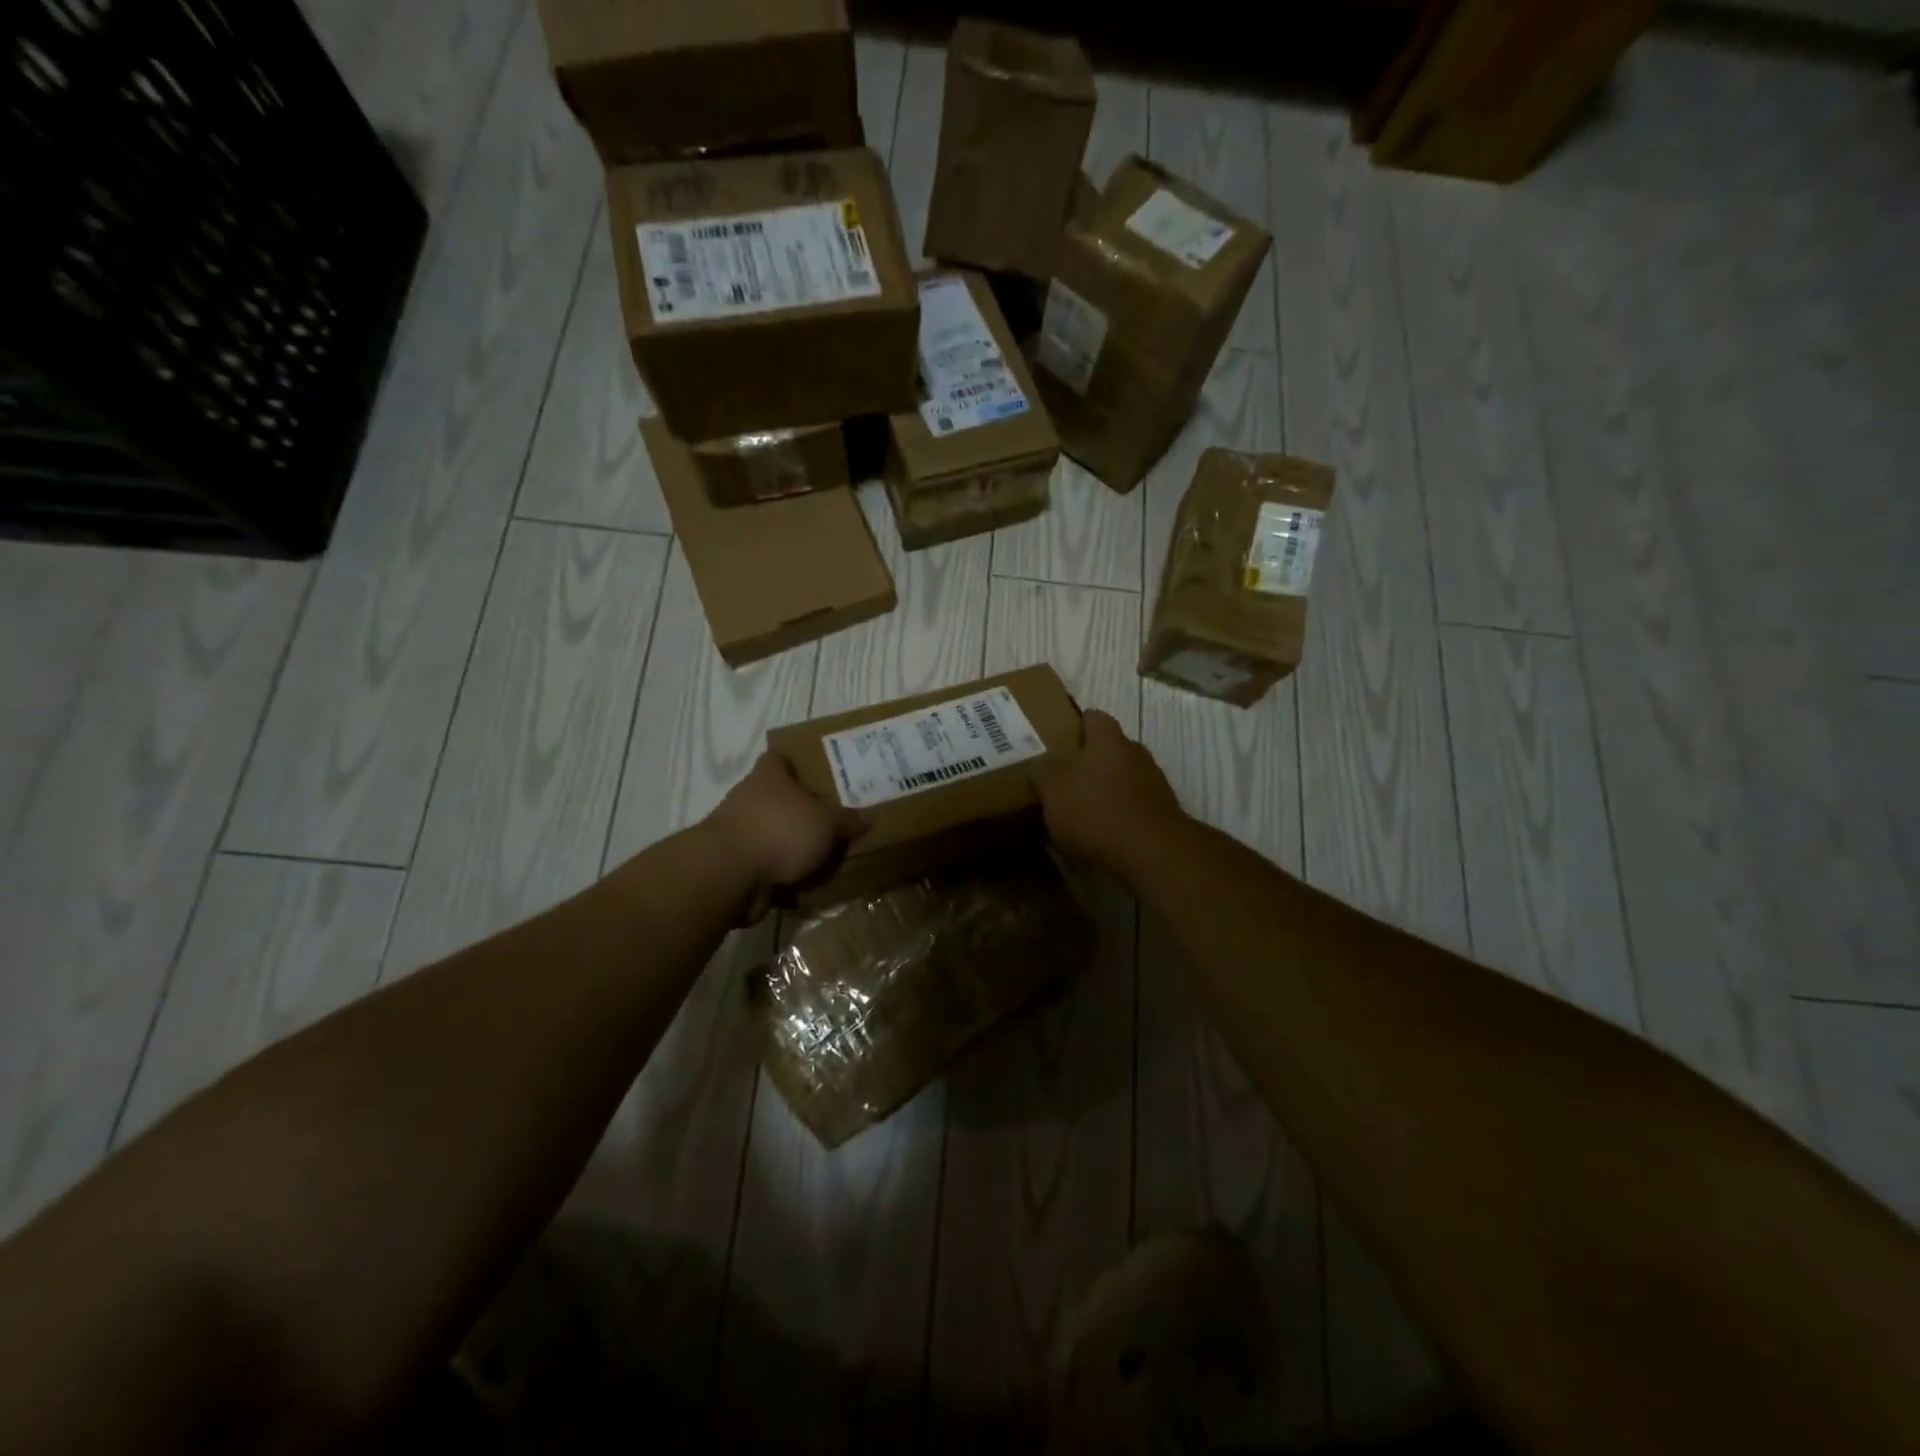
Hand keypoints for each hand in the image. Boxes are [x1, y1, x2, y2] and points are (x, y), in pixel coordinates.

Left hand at [705, 754, 867, 922]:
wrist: (731, 874)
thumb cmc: (781, 830)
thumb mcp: (827, 822)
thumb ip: (847, 820)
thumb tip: (867, 817)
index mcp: (769, 776)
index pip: (779, 758)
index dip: (797, 763)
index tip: (819, 773)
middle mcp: (749, 798)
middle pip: (779, 799)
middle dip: (803, 812)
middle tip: (833, 821)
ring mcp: (739, 833)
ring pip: (774, 835)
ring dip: (793, 847)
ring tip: (826, 857)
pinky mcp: (737, 865)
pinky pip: (768, 866)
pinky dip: (784, 875)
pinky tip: (809, 885)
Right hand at [1031, 710, 1185, 881]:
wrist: (1152, 852)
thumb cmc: (1096, 811)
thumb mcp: (1053, 790)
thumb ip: (1043, 771)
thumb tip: (1039, 762)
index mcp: (1108, 739)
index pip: (1093, 717)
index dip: (1075, 726)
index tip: (1058, 741)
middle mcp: (1135, 752)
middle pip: (1110, 748)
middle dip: (1090, 761)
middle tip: (1064, 779)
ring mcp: (1154, 781)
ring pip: (1124, 776)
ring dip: (1106, 789)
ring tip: (1083, 810)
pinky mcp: (1162, 811)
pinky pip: (1135, 804)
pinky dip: (1120, 812)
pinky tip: (1104, 833)